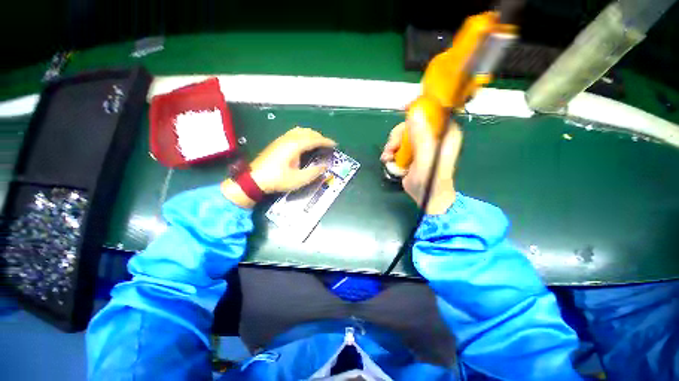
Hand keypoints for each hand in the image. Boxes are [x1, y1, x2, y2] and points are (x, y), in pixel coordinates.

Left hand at [222, 127, 335, 207]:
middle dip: (319, 137)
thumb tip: (325, 166)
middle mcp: (289, 139)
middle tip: (327, 144)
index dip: (325, 141)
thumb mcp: (299, 179)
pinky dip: (303, 135)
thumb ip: (314, 172)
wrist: (254, 179)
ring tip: (317, 142)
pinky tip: (303, 143)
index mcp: (295, 145)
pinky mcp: (277, 143)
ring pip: (300, 131)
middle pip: (307, 132)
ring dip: (311, 134)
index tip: (334, 144)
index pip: (314, 139)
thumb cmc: (278, 179)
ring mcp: (281, 139)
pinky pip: (294, 133)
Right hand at [380, 113, 462, 213]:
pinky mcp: (413, 151)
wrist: (427, 198)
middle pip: (413, 123)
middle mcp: (435, 135)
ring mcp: (423, 143)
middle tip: (391, 148)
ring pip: (403, 134)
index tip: (403, 109)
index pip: (434, 110)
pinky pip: (399, 144)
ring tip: (387, 158)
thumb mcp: (425, 160)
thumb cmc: (430, 182)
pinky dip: (392, 151)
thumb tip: (414, 113)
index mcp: (445, 133)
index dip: (419, 107)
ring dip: (392, 145)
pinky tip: (388, 160)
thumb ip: (421, 138)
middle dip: (398, 135)